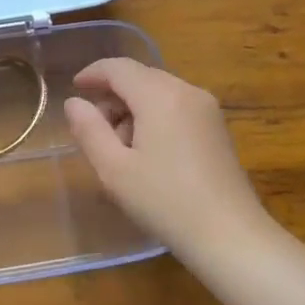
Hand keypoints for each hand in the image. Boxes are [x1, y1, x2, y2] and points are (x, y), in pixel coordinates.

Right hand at [63, 58, 265, 253]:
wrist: (230, 237)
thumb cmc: (165, 201)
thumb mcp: (114, 169)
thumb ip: (89, 130)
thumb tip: (74, 102)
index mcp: (160, 95)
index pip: (119, 68)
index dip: (93, 74)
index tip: (73, 88)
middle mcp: (187, 91)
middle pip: (140, 77)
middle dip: (113, 96)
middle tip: (93, 129)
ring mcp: (207, 108)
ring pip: (159, 92)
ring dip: (133, 108)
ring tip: (120, 148)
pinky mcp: (217, 128)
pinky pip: (176, 106)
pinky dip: (154, 116)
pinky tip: (148, 152)